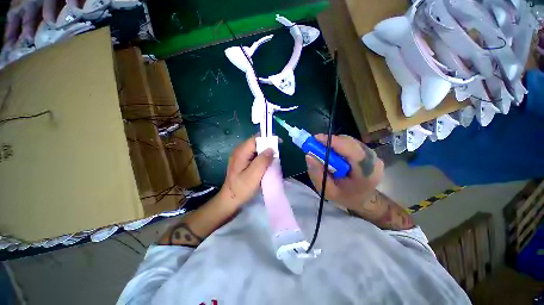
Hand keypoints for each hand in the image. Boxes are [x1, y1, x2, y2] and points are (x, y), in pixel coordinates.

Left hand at [219, 136, 274, 209]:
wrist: (230, 200)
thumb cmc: (241, 188)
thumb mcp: (254, 175)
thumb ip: (263, 160)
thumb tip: (271, 148)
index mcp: (241, 152)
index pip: (256, 139)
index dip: (268, 139)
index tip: (279, 144)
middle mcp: (239, 150)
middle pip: (256, 142)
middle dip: (268, 146)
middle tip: (277, 155)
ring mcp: (240, 156)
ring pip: (256, 149)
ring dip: (265, 152)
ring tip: (272, 160)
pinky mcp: (242, 161)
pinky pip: (254, 155)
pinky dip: (261, 157)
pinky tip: (265, 164)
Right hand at [305, 134, 383, 210]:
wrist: (364, 199)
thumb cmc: (346, 197)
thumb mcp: (328, 191)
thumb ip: (317, 174)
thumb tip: (309, 156)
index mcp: (365, 173)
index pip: (351, 150)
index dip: (333, 142)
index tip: (315, 139)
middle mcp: (373, 160)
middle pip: (350, 142)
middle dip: (331, 142)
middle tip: (316, 146)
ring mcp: (373, 155)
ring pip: (350, 141)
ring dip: (335, 144)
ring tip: (325, 151)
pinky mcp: (369, 152)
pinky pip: (352, 143)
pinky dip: (340, 145)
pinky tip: (335, 154)